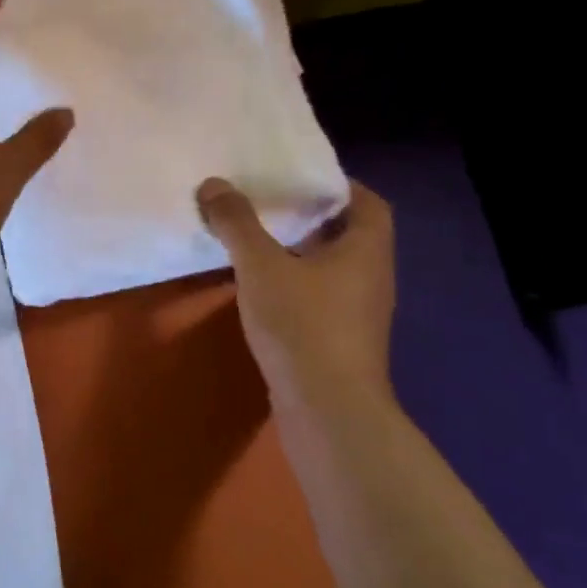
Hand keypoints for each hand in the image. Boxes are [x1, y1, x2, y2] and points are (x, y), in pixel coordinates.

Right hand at [196, 177, 396, 412]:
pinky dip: (296, 282)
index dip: (339, 185)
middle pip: (349, 233)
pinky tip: (262, 288)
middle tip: (270, 202)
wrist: (327, 409)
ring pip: (333, 266)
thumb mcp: (261, 266)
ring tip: (258, 239)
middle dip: (312, 216)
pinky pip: (321, 295)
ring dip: (301, 251)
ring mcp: (359, 312)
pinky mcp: (341, 340)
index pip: (368, 202)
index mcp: (366, 249)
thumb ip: (237, 223)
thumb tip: (214, 184)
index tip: (299, 178)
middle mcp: (372, 276)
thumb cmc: (303, 325)